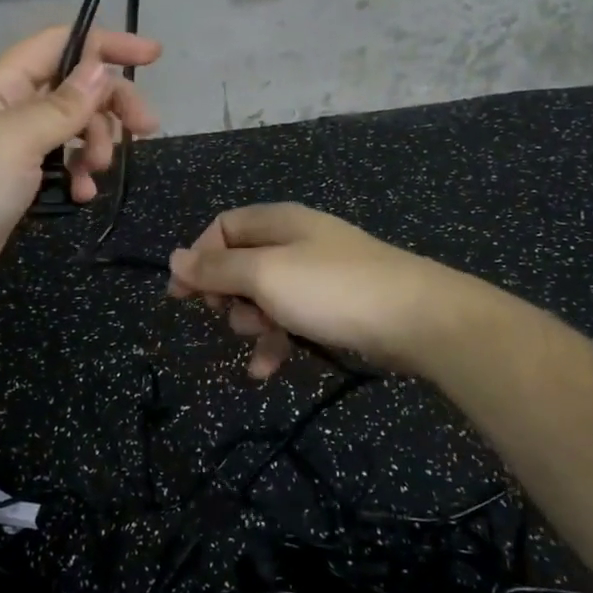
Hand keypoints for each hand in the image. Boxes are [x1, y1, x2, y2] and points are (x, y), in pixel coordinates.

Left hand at [0, 26, 160, 323]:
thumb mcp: (15, 140)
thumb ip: (63, 105)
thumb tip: (101, 67)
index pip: (59, 46)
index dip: (106, 45)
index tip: (154, 56)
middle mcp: (6, 111)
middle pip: (72, 90)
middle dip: (110, 106)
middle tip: (146, 130)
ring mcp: (10, 151)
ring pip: (71, 132)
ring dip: (95, 147)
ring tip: (96, 175)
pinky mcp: (15, 187)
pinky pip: (59, 168)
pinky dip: (76, 177)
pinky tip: (82, 197)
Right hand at [167, 204, 470, 378]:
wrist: (417, 319)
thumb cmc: (332, 290)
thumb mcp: (265, 276)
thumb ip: (218, 269)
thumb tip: (175, 257)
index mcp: (278, 222)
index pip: (222, 228)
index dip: (198, 259)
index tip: (181, 296)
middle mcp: (295, 242)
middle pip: (241, 264)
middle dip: (228, 295)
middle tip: (228, 317)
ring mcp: (317, 275)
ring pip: (264, 297)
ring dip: (252, 323)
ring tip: (260, 343)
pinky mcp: (334, 306)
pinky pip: (291, 319)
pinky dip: (277, 341)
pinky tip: (268, 370)